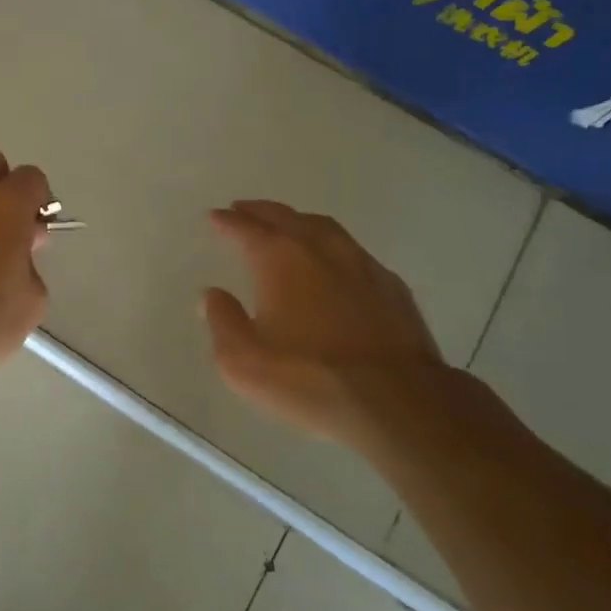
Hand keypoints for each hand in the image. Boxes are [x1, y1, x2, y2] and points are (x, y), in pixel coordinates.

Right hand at [203, 200, 446, 447]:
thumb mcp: (243, 360)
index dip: (227, 221)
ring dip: (299, 222)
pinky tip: (335, 263)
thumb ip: (222, 321)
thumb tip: (212, 295)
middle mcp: (319, 248)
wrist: (397, 401)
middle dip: (261, 212)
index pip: (246, 228)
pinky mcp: (391, 286)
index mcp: (279, 258)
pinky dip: (334, 249)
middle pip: (285, 217)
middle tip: (244, 209)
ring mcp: (361, 263)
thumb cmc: (309, 378)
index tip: (215, 216)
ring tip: (288, 225)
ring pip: (323, 227)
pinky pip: (354, 252)